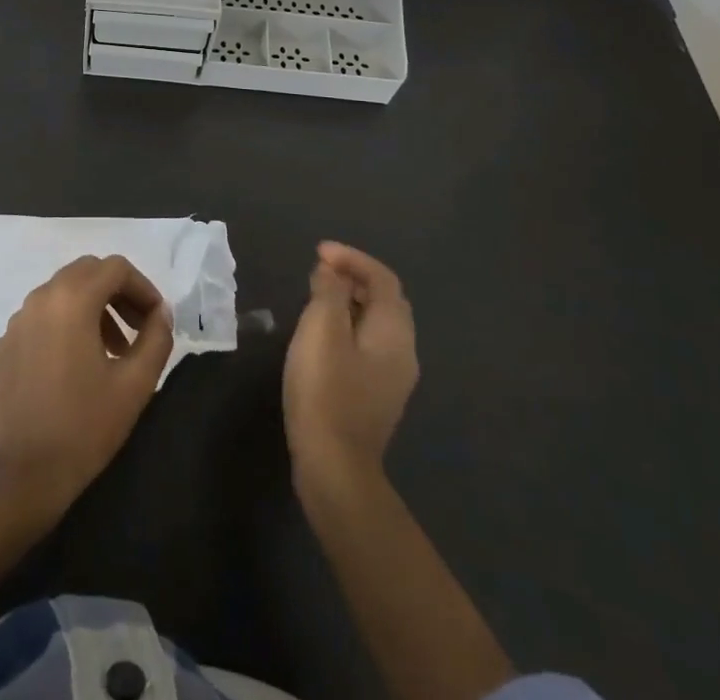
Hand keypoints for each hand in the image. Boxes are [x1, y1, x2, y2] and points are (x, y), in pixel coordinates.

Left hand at [0, 255, 173, 524]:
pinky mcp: (3, 346)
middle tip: (137, 328)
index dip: (143, 287)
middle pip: (86, 272)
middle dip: (117, 292)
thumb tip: (161, 312)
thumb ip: (156, 338)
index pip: (115, 267)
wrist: (24, 476)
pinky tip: (74, 366)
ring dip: (92, 308)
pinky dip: (64, 326)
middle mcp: (40, 298)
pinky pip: (40, 318)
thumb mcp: (135, 384)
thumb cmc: (85, 427)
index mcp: (72, 299)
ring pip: (62, 293)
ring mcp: (17, 321)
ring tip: (111, 350)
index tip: (156, 318)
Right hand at [283, 241, 418, 495]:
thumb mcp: (321, 331)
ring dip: (350, 301)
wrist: (335, 467)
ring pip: (377, 323)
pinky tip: (323, 334)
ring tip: (316, 295)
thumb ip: (328, 293)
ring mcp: (392, 378)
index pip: (383, 279)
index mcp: (394, 333)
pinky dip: (348, 325)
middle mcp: (403, 352)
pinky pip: (368, 344)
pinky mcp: (376, 395)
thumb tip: (332, 272)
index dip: (352, 258)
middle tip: (318, 270)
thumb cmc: (326, 391)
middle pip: (385, 300)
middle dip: (354, 277)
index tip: (319, 252)